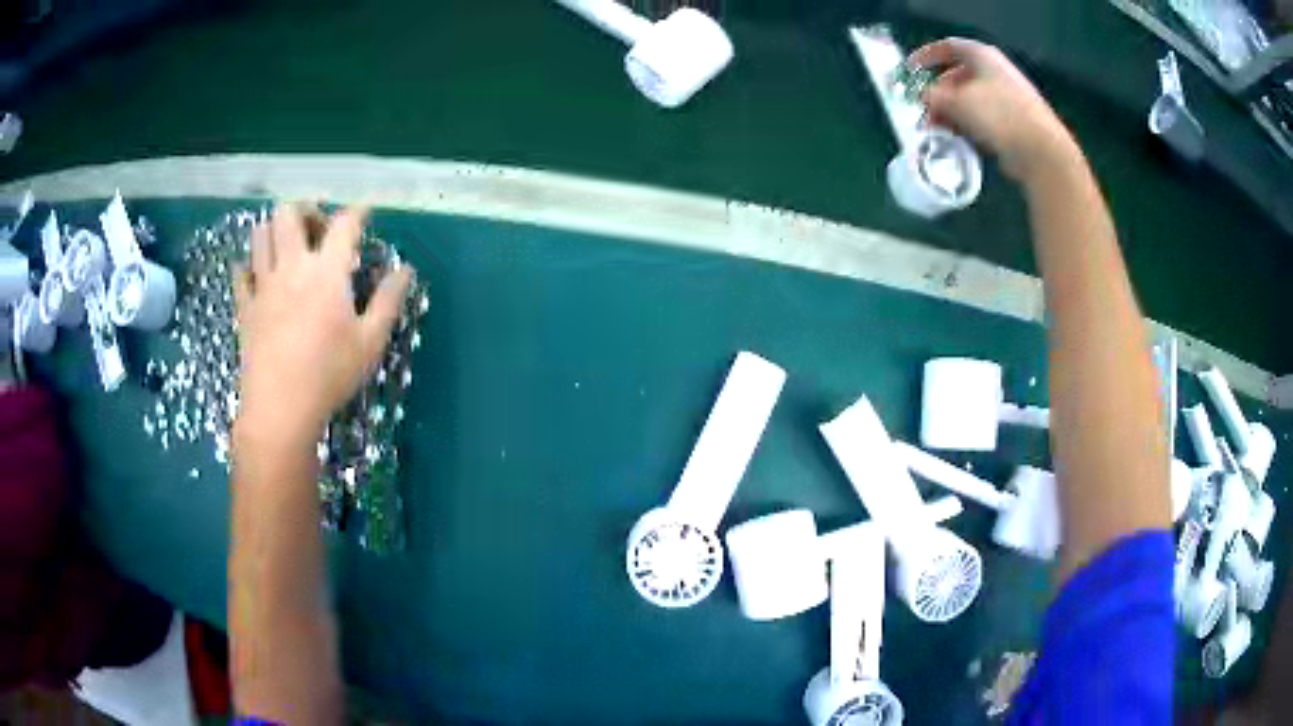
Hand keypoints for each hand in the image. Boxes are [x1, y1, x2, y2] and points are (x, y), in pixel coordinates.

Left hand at [233, 204, 411, 447]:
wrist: (280, 409)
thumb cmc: (329, 375)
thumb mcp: (370, 342)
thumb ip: (388, 301)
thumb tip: (406, 270)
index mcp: (327, 272)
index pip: (344, 224)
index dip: (358, 211)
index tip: (365, 211)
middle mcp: (292, 267)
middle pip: (289, 213)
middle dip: (305, 209)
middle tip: (318, 228)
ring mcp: (263, 285)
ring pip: (260, 234)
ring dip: (275, 230)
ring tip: (288, 246)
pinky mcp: (245, 307)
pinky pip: (240, 273)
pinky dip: (250, 265)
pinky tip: (259, 275)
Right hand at [910, 38, 1078, 181]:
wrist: (1041, 151)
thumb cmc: (998, 115)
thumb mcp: (957, 101)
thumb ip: (934, 96)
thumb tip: (924, 97)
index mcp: (983, 56)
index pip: (948, 47)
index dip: (926, 55)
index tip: (910, 70)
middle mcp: (996, 72)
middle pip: (958, 76)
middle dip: (939, 93)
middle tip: (924, 110)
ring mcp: (1008, 98)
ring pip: (971, 100)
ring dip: (951, 113)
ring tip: (937, 130)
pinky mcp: (1015, 122)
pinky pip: (984, 118)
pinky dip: (968, 125)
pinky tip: (958, 140)